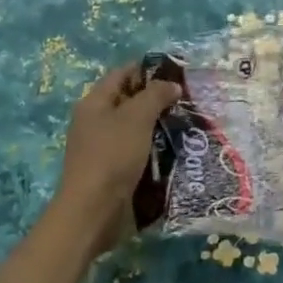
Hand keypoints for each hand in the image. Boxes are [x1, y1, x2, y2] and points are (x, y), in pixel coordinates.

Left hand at [55, 62, 183, 254]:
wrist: (93, 212)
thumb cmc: (112, 156)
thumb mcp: (136, 118)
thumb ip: (156, 95)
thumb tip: (172, 85)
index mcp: (94, 102)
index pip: (123, 74)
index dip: (149, 70)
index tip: (178, 74)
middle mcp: (96, 122)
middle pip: (130, 101)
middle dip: (158, 99)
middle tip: (188, 101)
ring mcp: (103, 148)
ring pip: (136, 128)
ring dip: (159, 126)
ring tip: (188, 124)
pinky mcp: (113, 171)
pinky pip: (137, 151)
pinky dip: (155, 148)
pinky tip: (176, 150)